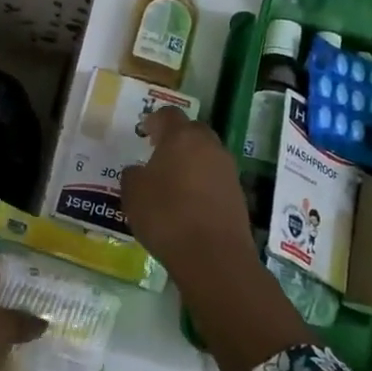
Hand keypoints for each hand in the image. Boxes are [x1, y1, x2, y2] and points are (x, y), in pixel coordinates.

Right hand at [119, 107, 253, 272]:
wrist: (213, 256)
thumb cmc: (166, 216)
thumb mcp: (133, 194)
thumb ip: (133, 175)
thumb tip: (139, 171)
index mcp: (181, 137)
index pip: (168, 115)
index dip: (154, 120)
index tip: (144, 131)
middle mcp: (209, 145)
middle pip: (192, 131)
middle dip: (176, 138)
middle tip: (158, 153)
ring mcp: (227, 169)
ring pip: (207, 154)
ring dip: (191, 161)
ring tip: (173, 180)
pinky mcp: (238, 193)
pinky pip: (215, 178)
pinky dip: (202, 183)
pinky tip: (189, 202)